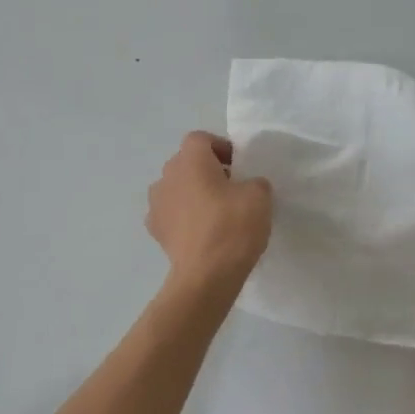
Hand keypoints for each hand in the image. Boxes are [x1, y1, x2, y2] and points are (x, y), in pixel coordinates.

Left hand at [146, 132, 272, 290]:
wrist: (206, 275)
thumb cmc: (233, 226)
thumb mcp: (259, 197)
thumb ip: (254, 182)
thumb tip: (246, 186)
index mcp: (190, 160)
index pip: (201, 139)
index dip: (221, 148)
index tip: (238, 166)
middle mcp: (167, 175)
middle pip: (186, 163)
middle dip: (206, 171)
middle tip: (230, 189)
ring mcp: (156, 204)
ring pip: (177, 188)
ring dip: (192, 194)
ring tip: (215, 213)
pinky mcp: (155, 230)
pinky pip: (171, 214)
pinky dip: (183, 218)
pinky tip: (200, 233)